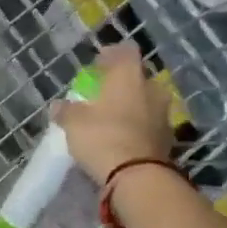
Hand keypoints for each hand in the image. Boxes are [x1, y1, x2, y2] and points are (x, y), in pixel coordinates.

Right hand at [55, 44, 174, 181]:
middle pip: (138, 77)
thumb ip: (66, 111)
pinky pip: (150, 124)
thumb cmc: (103, 137)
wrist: (138, 176)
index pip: (125, 51)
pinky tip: (125, 138)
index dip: (111, 55)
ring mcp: (164, 113)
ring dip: (133, 107)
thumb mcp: (74, 124)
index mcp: (129, 75)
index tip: (98, 66)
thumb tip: (58, 106)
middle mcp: (152, 88)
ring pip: (147, 101)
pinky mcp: (168, 138)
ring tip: (114, 120)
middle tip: (104, 95)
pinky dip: (139, 127)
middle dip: (122, 84)